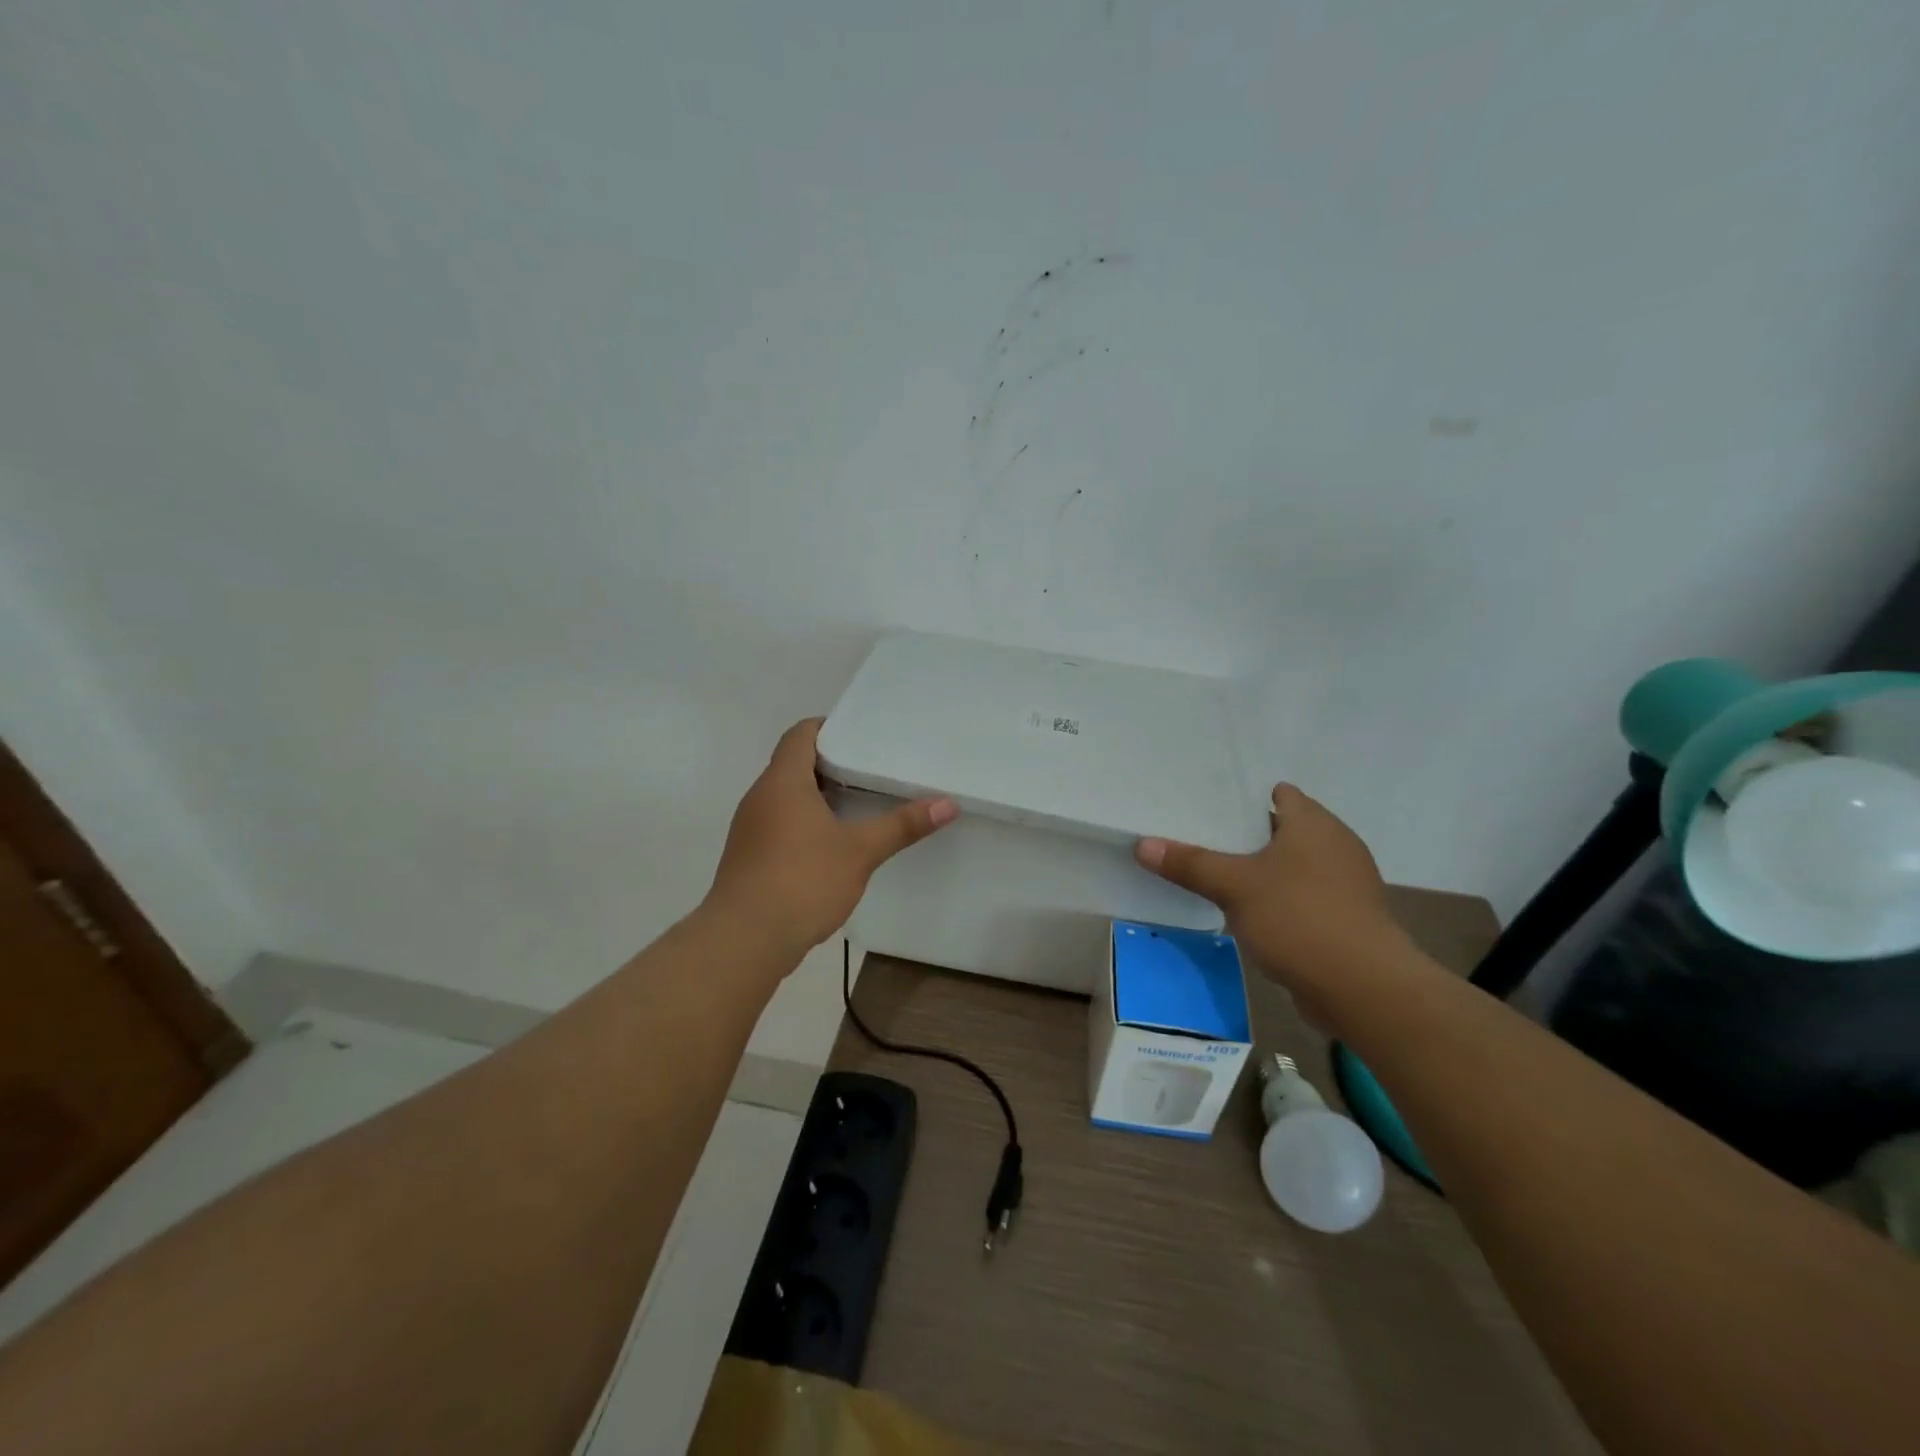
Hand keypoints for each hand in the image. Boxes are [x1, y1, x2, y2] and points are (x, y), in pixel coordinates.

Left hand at [707, 718, 957, 957]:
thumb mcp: (860, 851)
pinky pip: (779, 824)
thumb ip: (903, 825)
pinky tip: (832, 845)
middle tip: (872, 770)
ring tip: (859, 805)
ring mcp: (750, 829)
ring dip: (819, 797)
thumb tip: (948, 804)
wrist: (744, 940)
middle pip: (794, 764)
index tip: (862, 736)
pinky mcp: (749, 857)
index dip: (829, 727)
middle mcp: (760, 797)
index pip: (801, 734)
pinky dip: (805, 823)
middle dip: (832, 764)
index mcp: (783, 782)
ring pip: (786, 797)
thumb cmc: (802, 881)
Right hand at [1135, 785, 1407, 1014]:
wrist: (1363, 988)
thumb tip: (1142, 844)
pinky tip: (1251, 915)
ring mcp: (1347, 885)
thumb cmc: (1298, 917)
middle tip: (1202, 840)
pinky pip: (1305, 899)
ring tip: (1219, 877)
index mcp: (1314, 824)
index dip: (1246, 799)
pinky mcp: (1348, 921)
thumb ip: (1189, 864)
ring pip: (1294, 868)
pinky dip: (1281, 902)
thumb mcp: (1234, 887)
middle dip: (1248, 837)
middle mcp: (1336, 846)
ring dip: (1265, 873)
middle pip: (1285, 831)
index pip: (1281, 795)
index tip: (1209, 808)